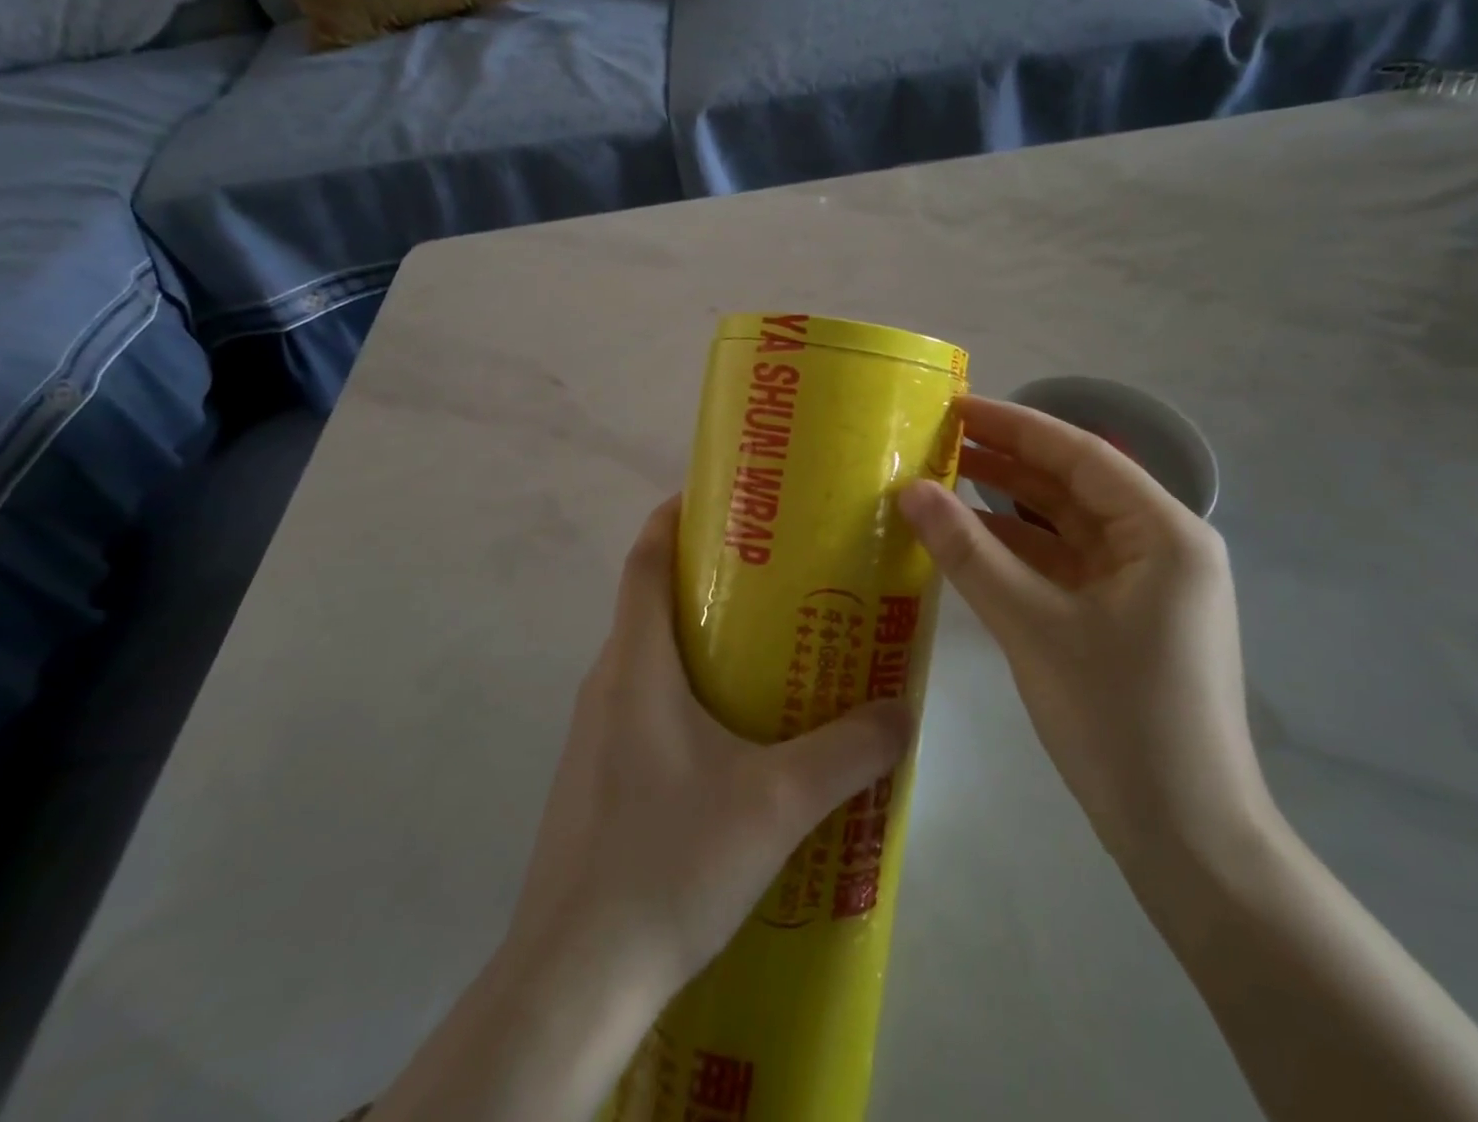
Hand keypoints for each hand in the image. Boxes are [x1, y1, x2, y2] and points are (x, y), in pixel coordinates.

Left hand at [506, 493, 914, 1007]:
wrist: (574, 979)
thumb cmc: (667, 862)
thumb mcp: (776, 802)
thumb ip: (848, 752)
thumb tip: (903, 713)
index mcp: (636, 664)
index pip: (644, 559)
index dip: (674, 517)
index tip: (720, 498)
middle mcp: (607, 683)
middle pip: (650, 602)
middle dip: (707, 577)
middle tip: (776, 576)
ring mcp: (596, 733)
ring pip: (649, 657)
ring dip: (700, 639)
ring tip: (768, 649)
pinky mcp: (598, 776)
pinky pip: (645, 705)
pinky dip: (688, 691)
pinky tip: (736, 736)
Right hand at [898, 396, 1271, 864]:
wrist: (1186, 839)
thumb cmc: (1120, 719)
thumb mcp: (1034, 626)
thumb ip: (969, 553)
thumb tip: (909, 490)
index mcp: (1162, 532)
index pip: (1079, 455)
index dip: (1014, 426)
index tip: (955, 407)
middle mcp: (1158, 547)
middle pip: (1071, 486)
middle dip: (1005, 462)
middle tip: (935, 441)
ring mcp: (1139, 585)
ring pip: (1063, 527)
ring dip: (1005, 507)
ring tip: (939, 481)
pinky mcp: (1119, 618)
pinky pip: (1060, 566)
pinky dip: (1015, 552)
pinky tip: (965, 542)